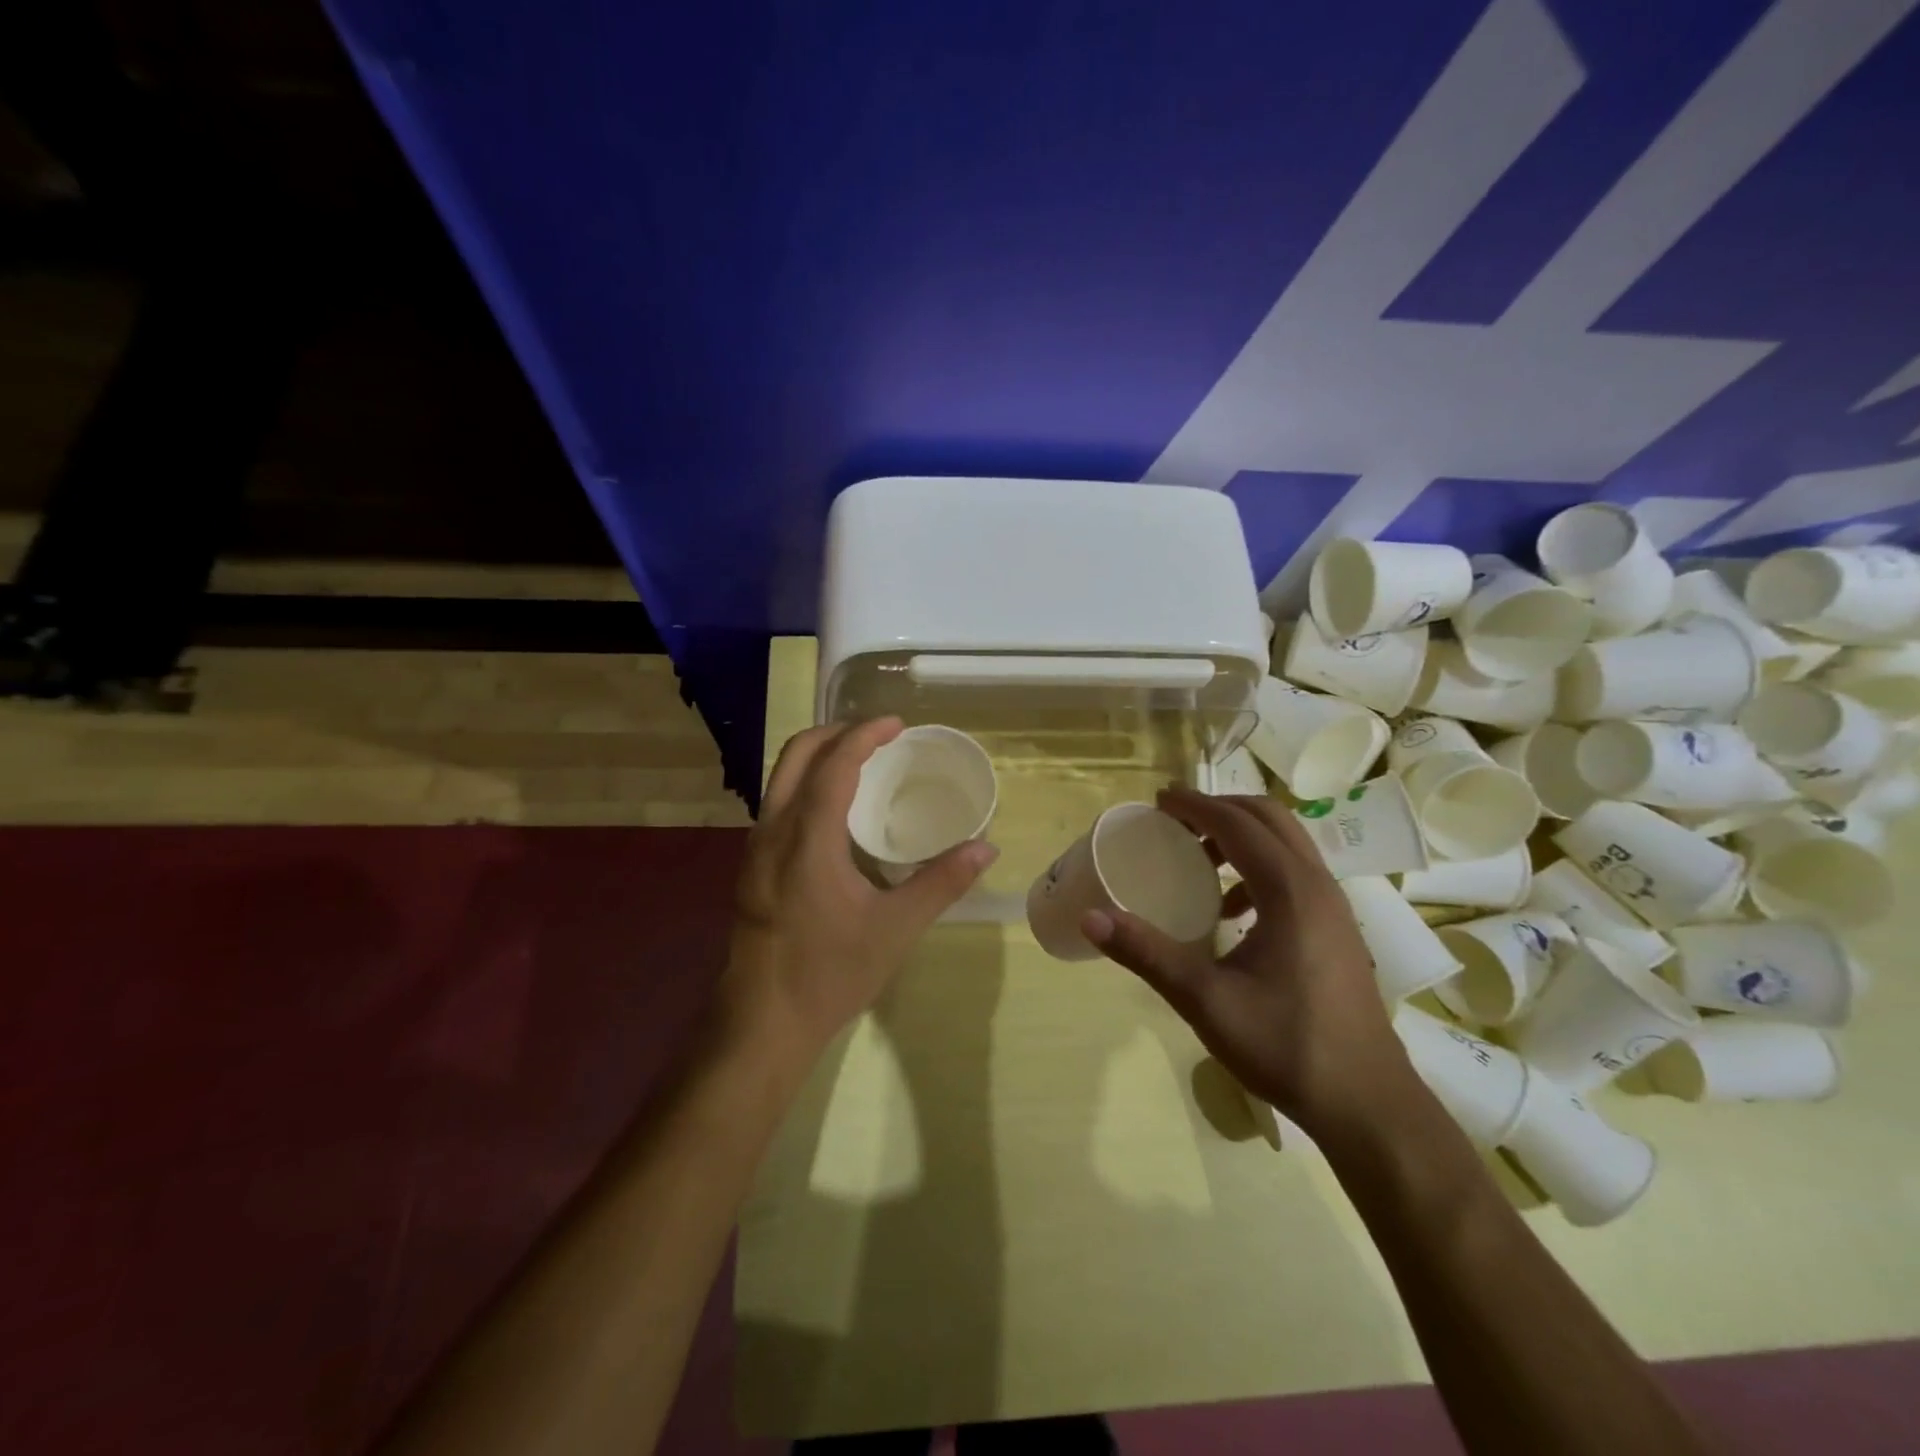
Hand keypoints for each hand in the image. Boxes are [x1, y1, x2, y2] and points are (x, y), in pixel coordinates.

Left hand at [717, 717, 997, 1073]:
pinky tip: (835, 811)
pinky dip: (806, 783)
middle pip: (796, 755)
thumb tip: (986, 848)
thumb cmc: (830, 973)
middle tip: (878, 736)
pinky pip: (778, 803)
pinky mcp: (751, 867)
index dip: (865, 735)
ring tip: (860, 762)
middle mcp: (772, 831)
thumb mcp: (896, 928)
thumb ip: (942, 882)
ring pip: (781, 778)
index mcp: (807, 838)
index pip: (834, 764)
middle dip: (835, 733)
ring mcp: (755, 849)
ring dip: (818, 756)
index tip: (897, 723)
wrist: (762, 1022)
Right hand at [1084, 786, 1417, 1134]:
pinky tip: (1230, 909)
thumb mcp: (1205, 1000)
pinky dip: (1257, 866)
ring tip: (1196, 857)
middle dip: (1218, 808)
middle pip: (1268, 817)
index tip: (1157, 800)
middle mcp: (1317, 884)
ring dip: (1240, 835)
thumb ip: (1147, 954)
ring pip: (1286, 842)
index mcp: (1290, 891)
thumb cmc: (1286, 1046)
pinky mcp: (1336, 927)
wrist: (1367, 1103)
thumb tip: (1092, 918)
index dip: (1194, 805)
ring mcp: (1333, 906)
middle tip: (1174, 820)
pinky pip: (1294, 871)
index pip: (1237, 823)